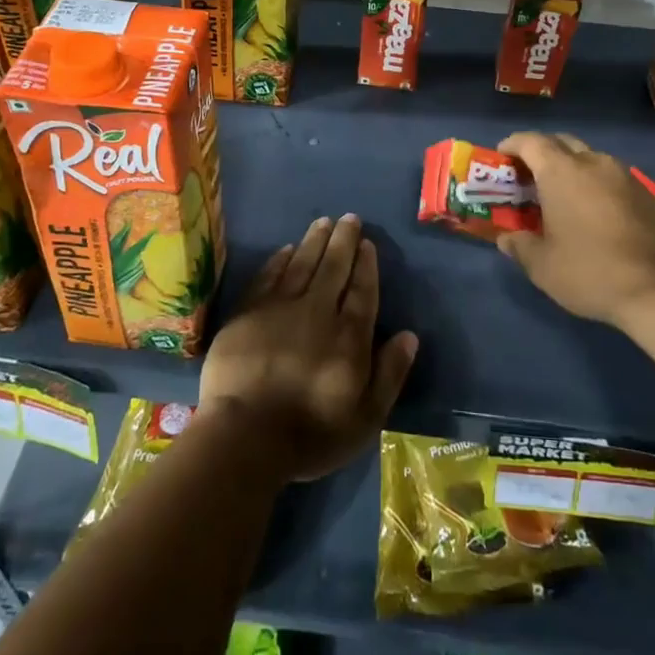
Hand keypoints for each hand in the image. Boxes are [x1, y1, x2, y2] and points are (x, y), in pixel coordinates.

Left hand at [199, 213, 418, 482]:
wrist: (245, 436)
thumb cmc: (310, 434)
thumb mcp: (365, 417)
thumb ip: (389, 374)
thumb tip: (409, 336)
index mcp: (349, 335)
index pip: (362, 290)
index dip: (365, 265)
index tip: (367, 243)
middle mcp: (317, 311)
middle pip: (333, 268)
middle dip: (343, 241)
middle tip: (349, 218)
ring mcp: (279, 308)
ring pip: (301, 264)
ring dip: (314, 241)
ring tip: (323, 222)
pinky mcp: (248, 313)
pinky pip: (268, 276)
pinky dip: (279, 260)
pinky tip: (285, 249)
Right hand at [495, 132, 654, 327]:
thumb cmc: (590, 272)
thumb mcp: (542, 266)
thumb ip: (519, 246)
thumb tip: (506, 238)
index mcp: (561, 172)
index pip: (530, 142)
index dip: (513, 144)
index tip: (502, 155)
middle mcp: (593, 163)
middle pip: (561, 142)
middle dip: (541, 151)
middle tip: (528, 174)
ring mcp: (624, 176)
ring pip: (590, 157)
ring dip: (571, 166)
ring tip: (561, 192)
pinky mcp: (646, 194)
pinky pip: (612, 176)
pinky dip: (595, 183)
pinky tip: (594, 211)